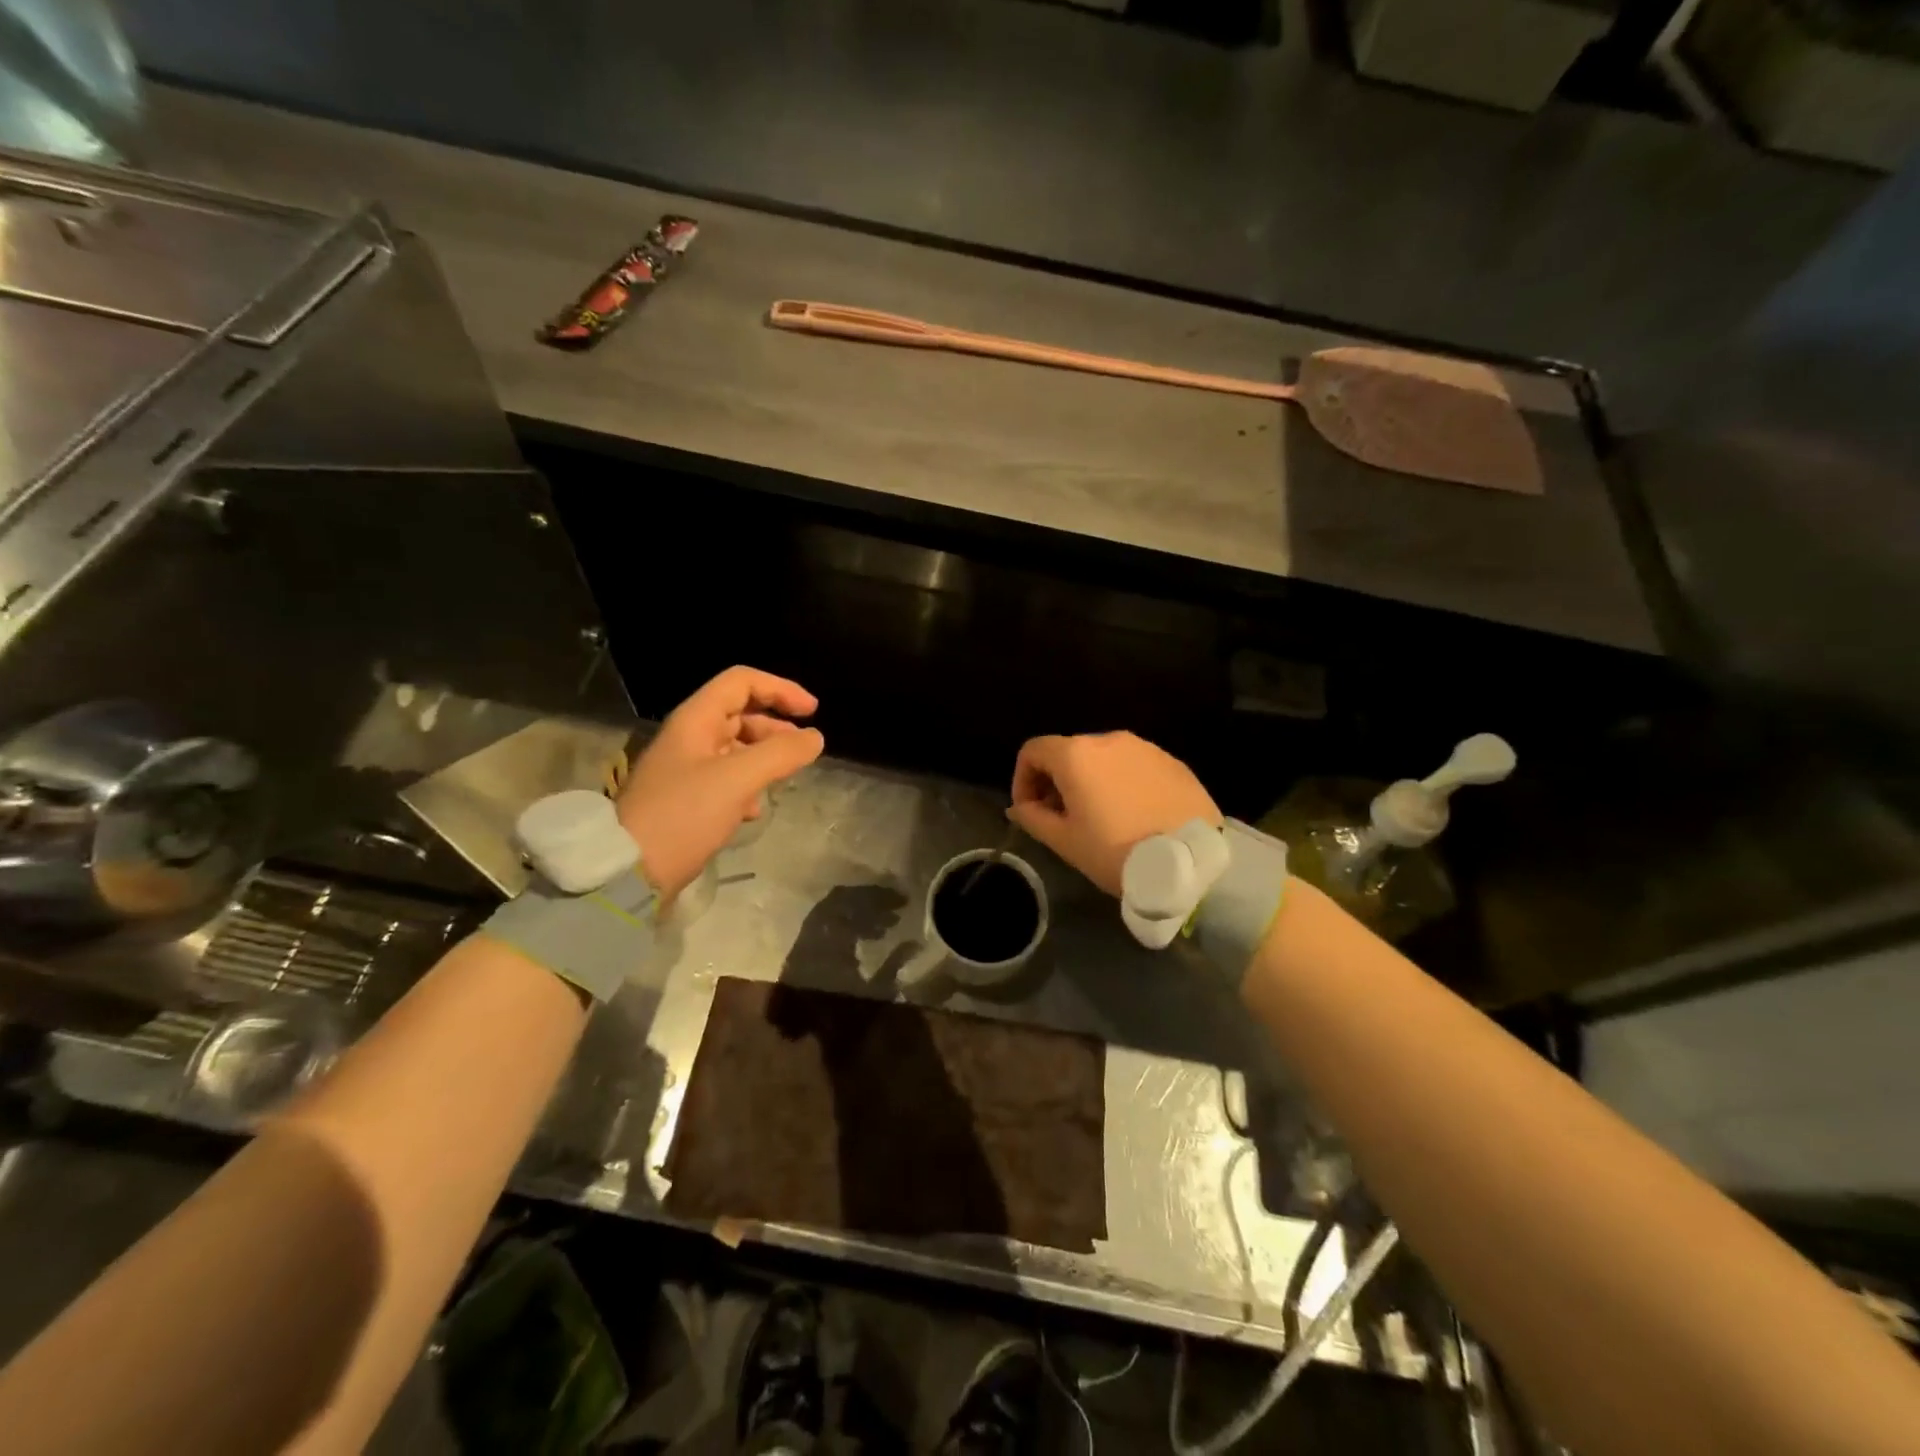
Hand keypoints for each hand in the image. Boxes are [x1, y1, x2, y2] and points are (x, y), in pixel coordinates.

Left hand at [617, 666, 823, 900]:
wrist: (629, 870)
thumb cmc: (683, 815)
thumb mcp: (737, 780)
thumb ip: (780, 754)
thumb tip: (815, 737)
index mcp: (696, 720)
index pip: (742, 682)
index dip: (780, 689)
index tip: (812, 712)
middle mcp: (690, 737)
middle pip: (740, 714)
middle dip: (775, 726)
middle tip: (803, 749)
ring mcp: (686, 769)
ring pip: (736, 748)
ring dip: (765, 757)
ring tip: (785, 778)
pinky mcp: (687, 799)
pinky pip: (726, 779)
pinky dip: (748, 785)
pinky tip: (755, 810)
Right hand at [1009, 732, 1218, 895]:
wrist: (1190, 861)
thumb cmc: (1116, 851)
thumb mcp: (1065, 841)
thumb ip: (1033, 818)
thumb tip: (1020, 807)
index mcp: (1076, 755)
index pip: (1033, 751)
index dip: (1022, 778)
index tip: (1029, 810)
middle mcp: (1108, 739)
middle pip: (1068, 751)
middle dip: (1056, 780)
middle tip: (1061, 817)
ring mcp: (1144, 747)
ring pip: (1102, 758)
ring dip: (1090, 780)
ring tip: (1099, 817)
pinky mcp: (1171, 761)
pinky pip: (1133, 765)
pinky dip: (1121, 782)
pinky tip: (1132, 814)